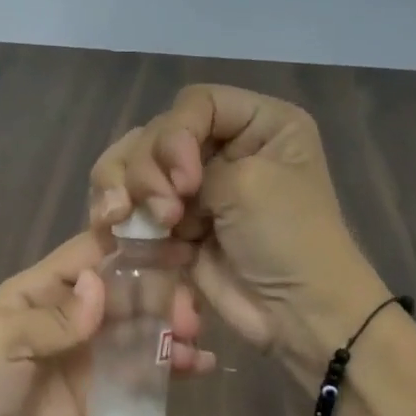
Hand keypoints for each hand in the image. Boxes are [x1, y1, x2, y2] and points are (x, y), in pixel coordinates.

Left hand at [0, 232, 213, 415]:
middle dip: (161, 293)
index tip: (178, 244)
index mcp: (38, 290)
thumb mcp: (2, 343)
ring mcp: (86, 353)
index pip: (90, 253)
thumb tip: (100, 285)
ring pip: (139, 326)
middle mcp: (67, 314)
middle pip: (124, 289)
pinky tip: (197, 367)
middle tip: (188, 317)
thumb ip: (53, 316)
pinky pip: (140, 369)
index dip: (132, 245)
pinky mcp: (100, 391)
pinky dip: (169, 364)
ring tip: (193, 343)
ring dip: (170, 327)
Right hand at [88, 85, 383, 373]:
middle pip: (156, 134)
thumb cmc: (287, 239)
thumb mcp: (248, 182)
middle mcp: (223, 146)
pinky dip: (121, 217)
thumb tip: (143, 188)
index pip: (195, 103)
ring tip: (124, 221)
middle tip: (165, 213)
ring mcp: (195, 187)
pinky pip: (131, 205)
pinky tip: (120, 234)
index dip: (176, 136)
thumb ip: (186, 164)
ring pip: (133, 167)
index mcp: (258, 123)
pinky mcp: (173, 223)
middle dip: (146, 171)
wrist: (295, 312)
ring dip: (124, 192)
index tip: (186, 183)